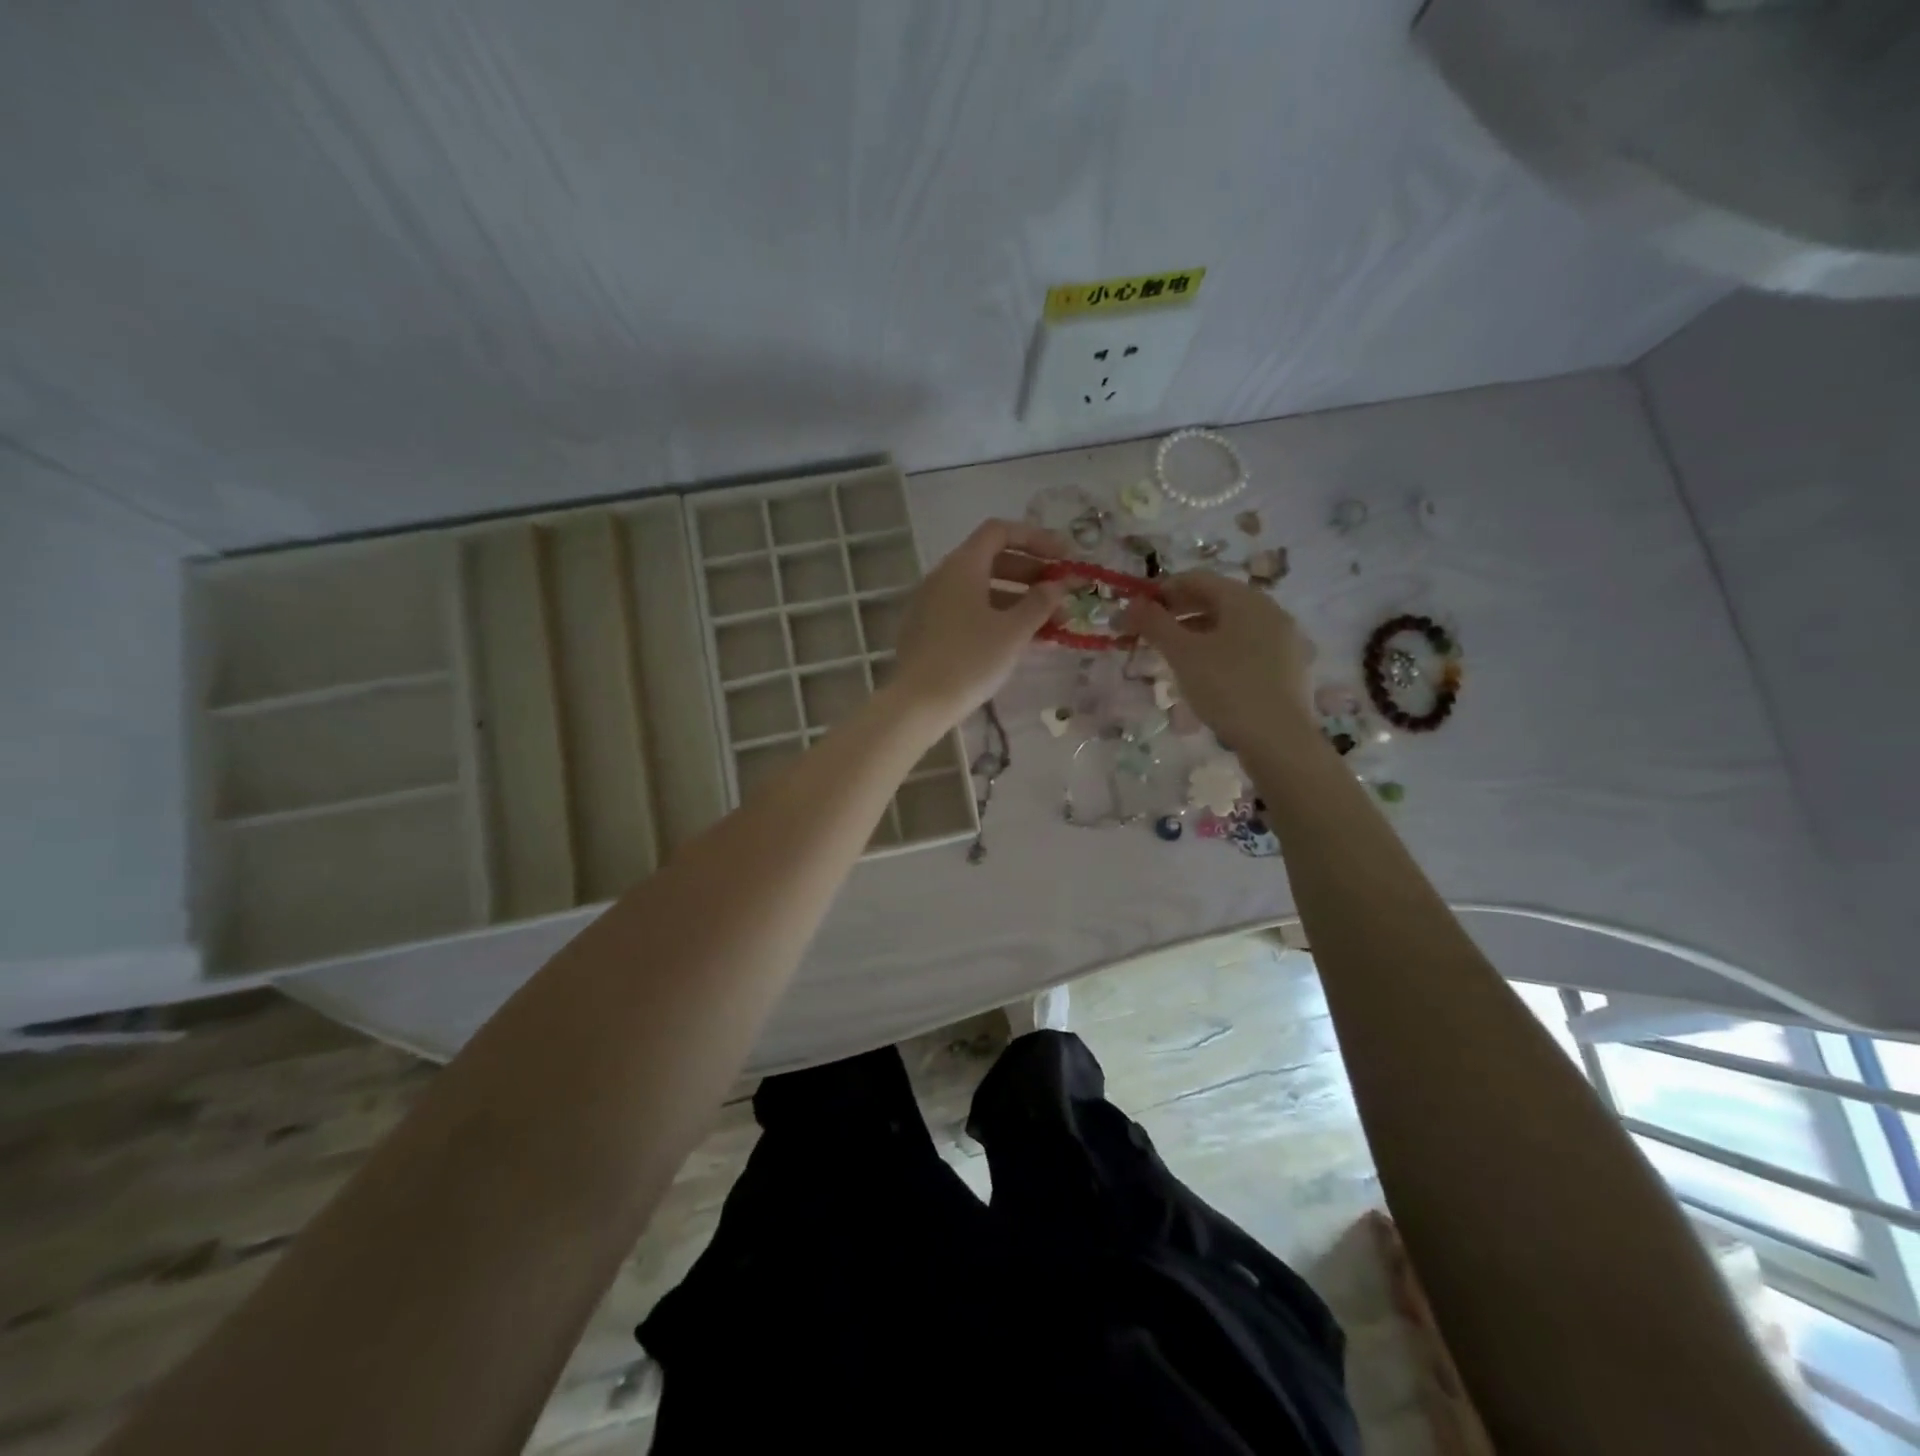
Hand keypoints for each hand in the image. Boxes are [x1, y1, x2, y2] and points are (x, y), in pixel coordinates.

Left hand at [891, 519, 1068, 729]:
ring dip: (1019, 600)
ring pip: (983, 590)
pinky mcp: (929, 630)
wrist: (919, 703)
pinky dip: (997, 617)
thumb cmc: (970, 660)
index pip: (1000, 532)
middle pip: (992, 560)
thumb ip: (1040, 603)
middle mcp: (944, 577)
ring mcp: (933, 604)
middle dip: (1031, 574)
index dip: (1036, 539)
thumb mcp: (1013, 631)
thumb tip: (1057, 586)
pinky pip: (969, 612)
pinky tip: (1022, 641)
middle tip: (1061, 593)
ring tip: (1051, 624)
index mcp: (962, 566)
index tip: (1064, 559)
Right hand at [1120, 571, 1315, 747]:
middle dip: (1177, 613)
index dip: (1160, 591)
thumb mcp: (1182, 654)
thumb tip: (1130, 603)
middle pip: (1214, 600)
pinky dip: (1218, 651)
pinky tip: (1204, 675)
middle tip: (1148, 634)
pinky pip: (1245, 646)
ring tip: (1171, 657)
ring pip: (1230, 625)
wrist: (1278, 739)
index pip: (1195, 579)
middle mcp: (1268, 610)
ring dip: (1195, 633)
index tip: (1134, 613)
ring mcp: (1282, 638)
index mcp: (1244, 599)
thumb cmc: (1226, 688)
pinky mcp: (1286, 666)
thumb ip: (1154, 624)